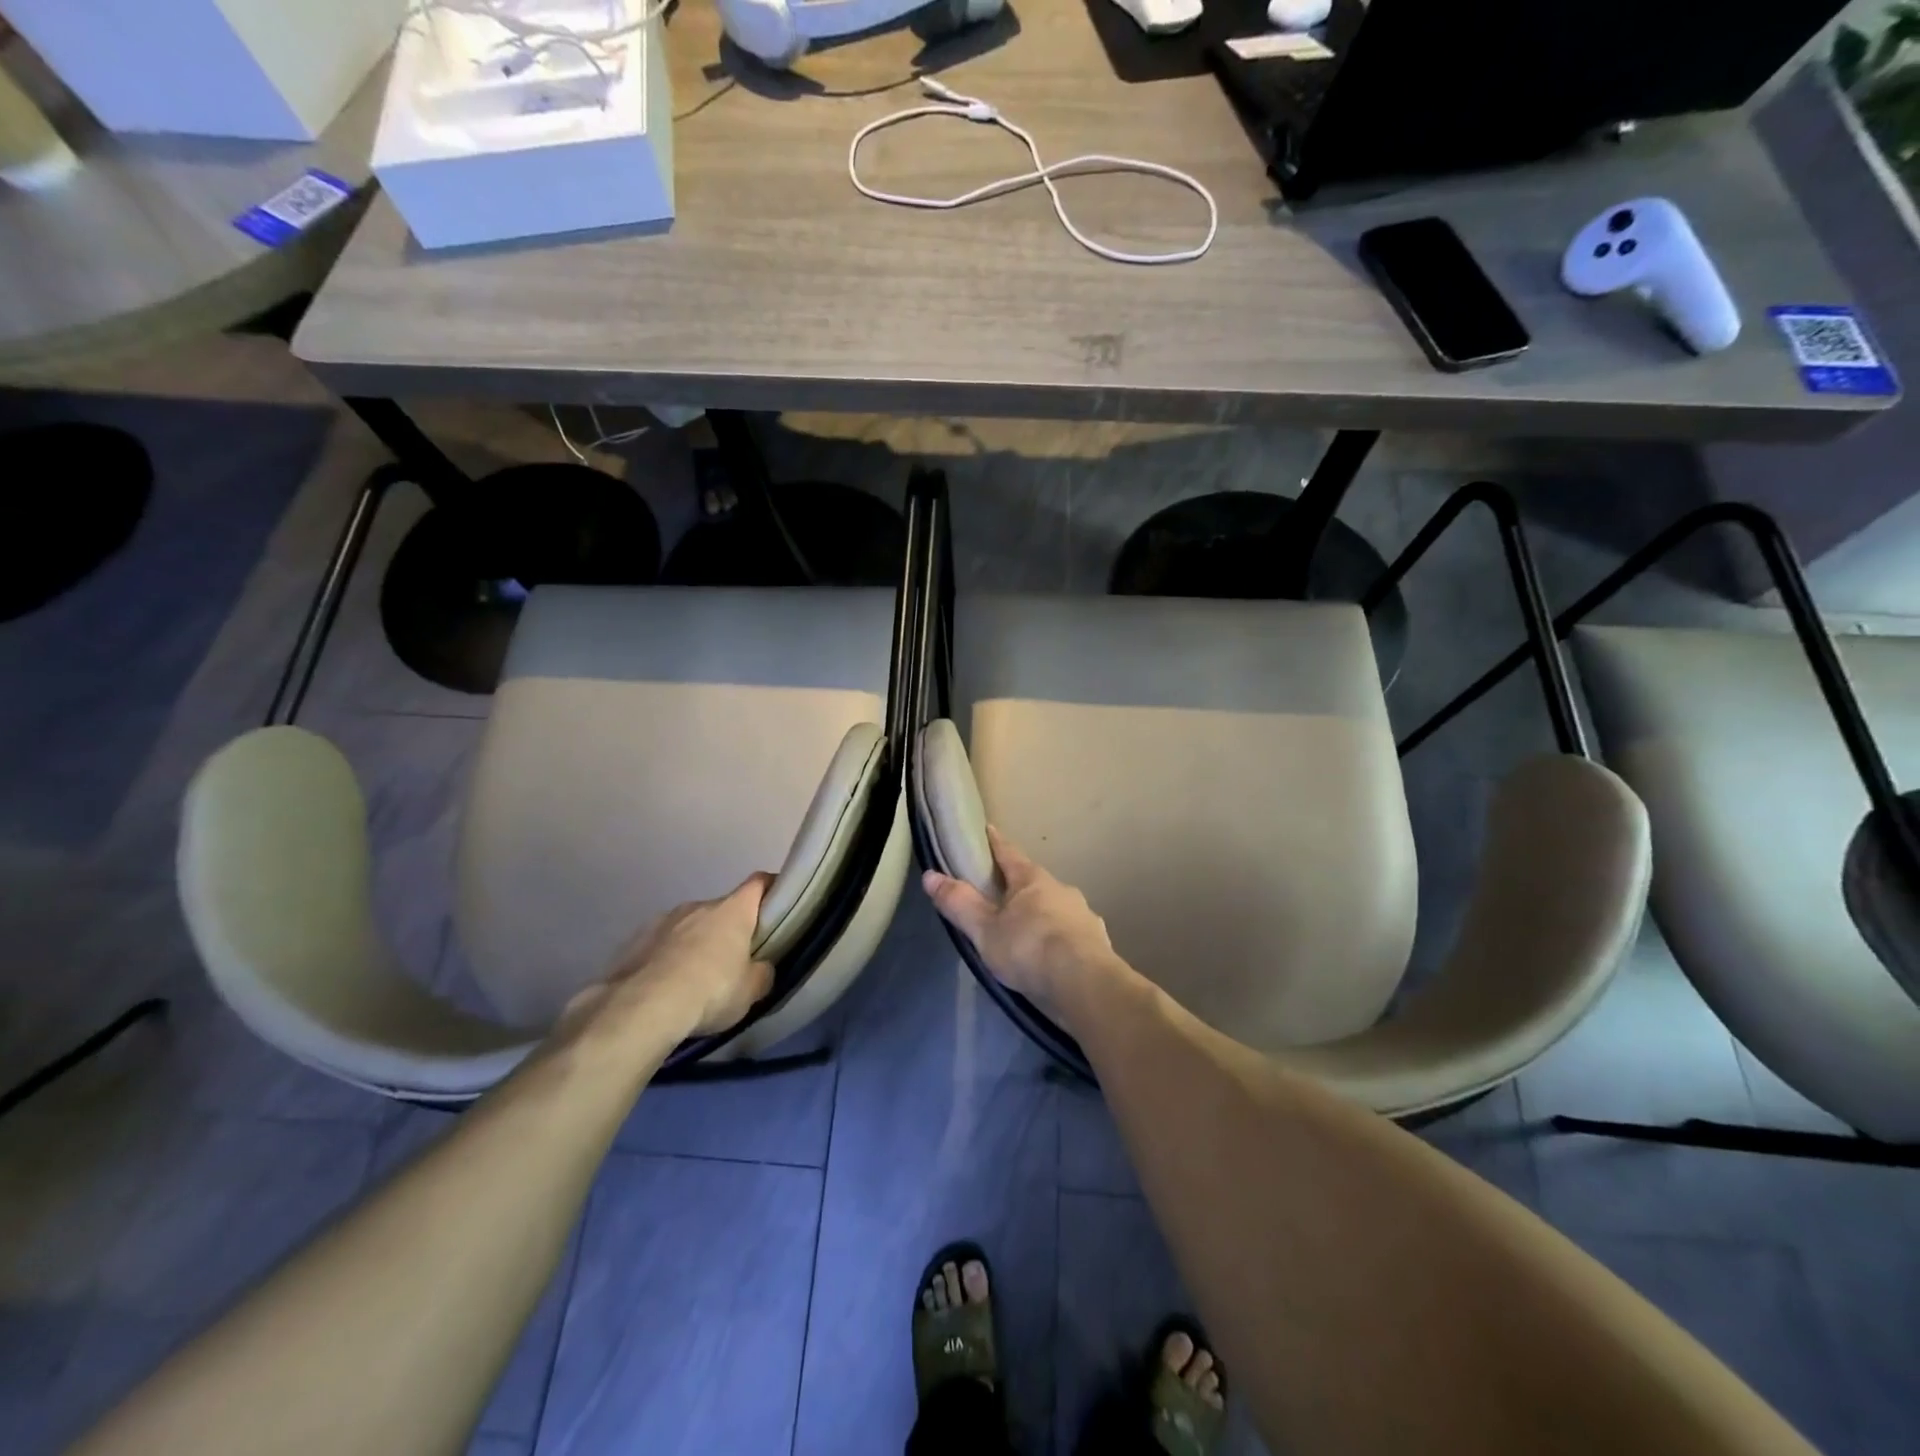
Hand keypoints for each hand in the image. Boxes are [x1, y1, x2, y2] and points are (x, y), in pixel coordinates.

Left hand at [565, 874, 775, 1046]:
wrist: (641, 1007)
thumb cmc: (711, 991)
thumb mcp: (751, 990)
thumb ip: (762, 972)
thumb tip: (760, 967)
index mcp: (733, 910)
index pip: (759, 883)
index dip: (770, 890)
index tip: (776, 905)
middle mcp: (699, 905)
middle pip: (723, 909)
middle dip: (729, 929)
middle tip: (734, 961)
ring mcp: (664, 919)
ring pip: (689, 926)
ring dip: (696, 943)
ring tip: (693, 979)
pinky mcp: (634, 939)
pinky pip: (661, 943)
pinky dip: (667, 957)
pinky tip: (664, 985)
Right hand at [921, 827, 1119, 1015]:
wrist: (1085, 984)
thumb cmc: (1029, 948)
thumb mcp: (984, 929)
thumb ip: (959, 903)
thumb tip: (930, 875)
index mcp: (1032, 880)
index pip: (1009, 853)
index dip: (995, 842)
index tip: (988, 829)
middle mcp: (1062, 890)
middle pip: (1035, 882)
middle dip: (1019, 886)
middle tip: (1001, 895)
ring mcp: (1083, 916)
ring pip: (1056, 908)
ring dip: (1041, 914)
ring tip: (1026, 932)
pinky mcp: (1097, 943)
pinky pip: (1072, 934)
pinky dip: (1059, 939)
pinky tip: (1053, 956)